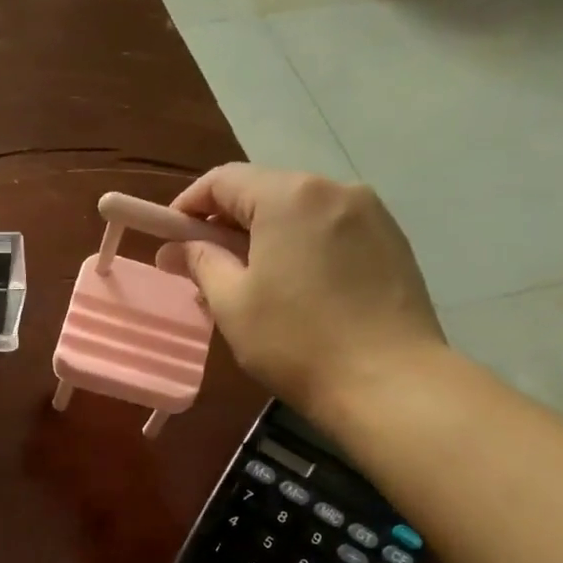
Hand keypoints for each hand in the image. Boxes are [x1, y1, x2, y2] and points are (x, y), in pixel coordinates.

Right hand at [157, 164, 444, 421]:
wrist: (389, 382)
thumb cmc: (296, 341)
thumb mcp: (232, 304)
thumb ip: (200, 263)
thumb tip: (175, 247)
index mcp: (289, 196)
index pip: (224, 180)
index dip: (189, 205)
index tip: (170, 239)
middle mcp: (334, 189)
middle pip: (265, 191)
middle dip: (228, 224)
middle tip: (206, 268)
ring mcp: (371, 213)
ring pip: (299, 213)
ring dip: (265, 238)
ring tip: (251, 285)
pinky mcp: (392, 241)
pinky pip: (330, 231)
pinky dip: (302, 248)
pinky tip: (296, 290)